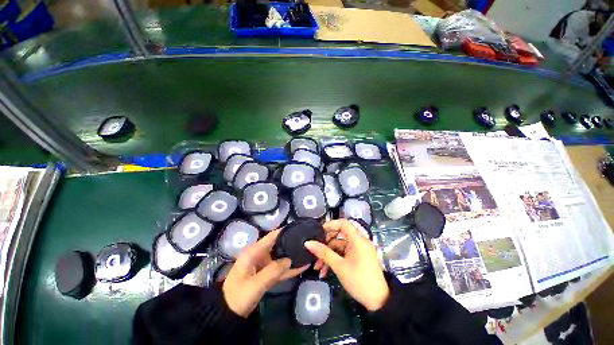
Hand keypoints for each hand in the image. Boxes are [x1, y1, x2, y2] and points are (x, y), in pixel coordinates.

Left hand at [223, 229, 308, 316]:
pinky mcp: (265, 275)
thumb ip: (273, 271)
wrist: (227, 315)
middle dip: (291, 243)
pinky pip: (279, 269)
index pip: (272, 236)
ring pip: (280, 258)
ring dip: (291, 257)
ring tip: (307, 253)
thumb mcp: (255, 284)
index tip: (298, 228)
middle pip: (277, 245)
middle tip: (306, 242)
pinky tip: (301, 267)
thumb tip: (290, 260)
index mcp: (254, 251)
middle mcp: (259, 255)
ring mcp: (263, 265)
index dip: (284, 231)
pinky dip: (289, 269)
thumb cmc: (238, 296)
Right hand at [304, 219, 389, 311]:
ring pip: (339, 247)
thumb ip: (324, 253)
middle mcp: (359, 242)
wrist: (379, 302)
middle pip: (339, 236)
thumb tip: (308, 243)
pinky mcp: (357, 258)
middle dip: (325, 246)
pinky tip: (325, 271)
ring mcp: (358, 250)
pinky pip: (343, 254)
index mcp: (358, 240)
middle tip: (315, 253)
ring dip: (328, 256)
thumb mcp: (339, 267)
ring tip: (318, 268)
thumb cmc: (360, 281)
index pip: (343, 223)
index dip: (331, 225)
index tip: (319, 232)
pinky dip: (334, 260)